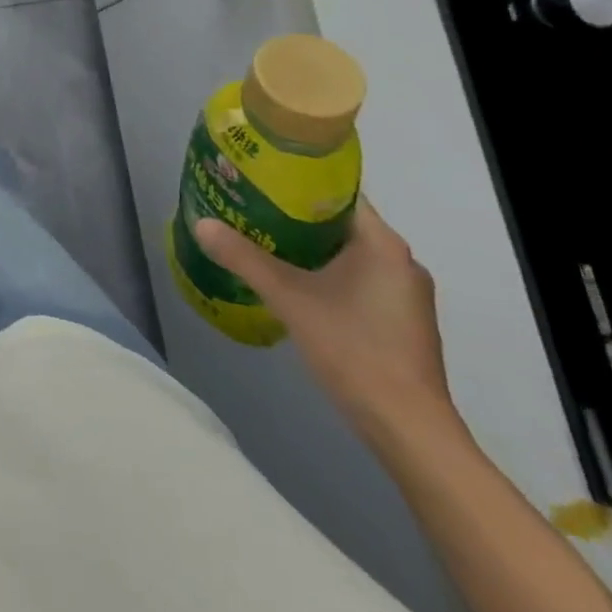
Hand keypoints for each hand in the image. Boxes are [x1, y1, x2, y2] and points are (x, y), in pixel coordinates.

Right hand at [195, 199, 454, 448]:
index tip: (261, 180)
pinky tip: (296, 285)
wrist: (410, 431)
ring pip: (349, 254)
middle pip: (341, 223)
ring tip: (264, 241)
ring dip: (310, 248)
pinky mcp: (402, 321)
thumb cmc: (354, 350)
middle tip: (252, 208)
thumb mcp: (290, 299)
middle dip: (296, 216)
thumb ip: (244, 258)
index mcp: (383, 244)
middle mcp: (401, 261)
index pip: (338, 193)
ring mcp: (405, 294)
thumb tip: (201, 224)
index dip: (298, 183)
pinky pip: (358, 279)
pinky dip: (327, 274)